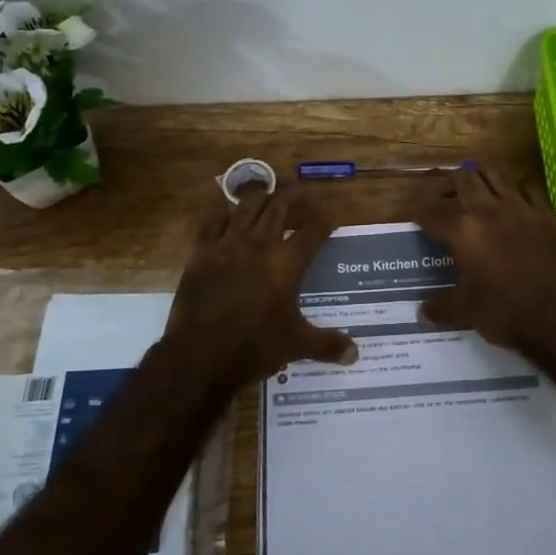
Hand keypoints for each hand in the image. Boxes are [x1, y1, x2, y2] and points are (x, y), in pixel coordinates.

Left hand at [166, 186, 358, 384]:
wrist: (200, 357)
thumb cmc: (255, 348)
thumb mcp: (297, 345)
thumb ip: (328, 344)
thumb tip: (355, 354)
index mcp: (287, 263)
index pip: (313, 230)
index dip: (325, 219)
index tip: (331, 216)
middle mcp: (259, 244)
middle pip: (281, 206)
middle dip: (296, 198)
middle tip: (304, 198)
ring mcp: (227, 245)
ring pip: (247, 205)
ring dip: (263, 199)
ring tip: (270, 201)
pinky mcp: (201, 253)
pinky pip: (212, 221)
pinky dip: (223, 214)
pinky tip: (227, 216)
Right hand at [412, 165, 555, 350]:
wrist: (555, 316)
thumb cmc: (503, 312)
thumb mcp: (465, 311)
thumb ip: (441, 307)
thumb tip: (422, 314)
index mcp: (462, 231)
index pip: (432, 212)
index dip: (419, 211)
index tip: (414, 214)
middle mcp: (488, 210)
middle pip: (463, 179)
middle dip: (449, 184)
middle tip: (445, 196)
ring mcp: (520, 208)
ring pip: (495, 174)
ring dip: (481, 176)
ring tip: (475, 185)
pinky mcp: (545, 214)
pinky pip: (527, 189)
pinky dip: (515, 189)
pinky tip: (512, 199)